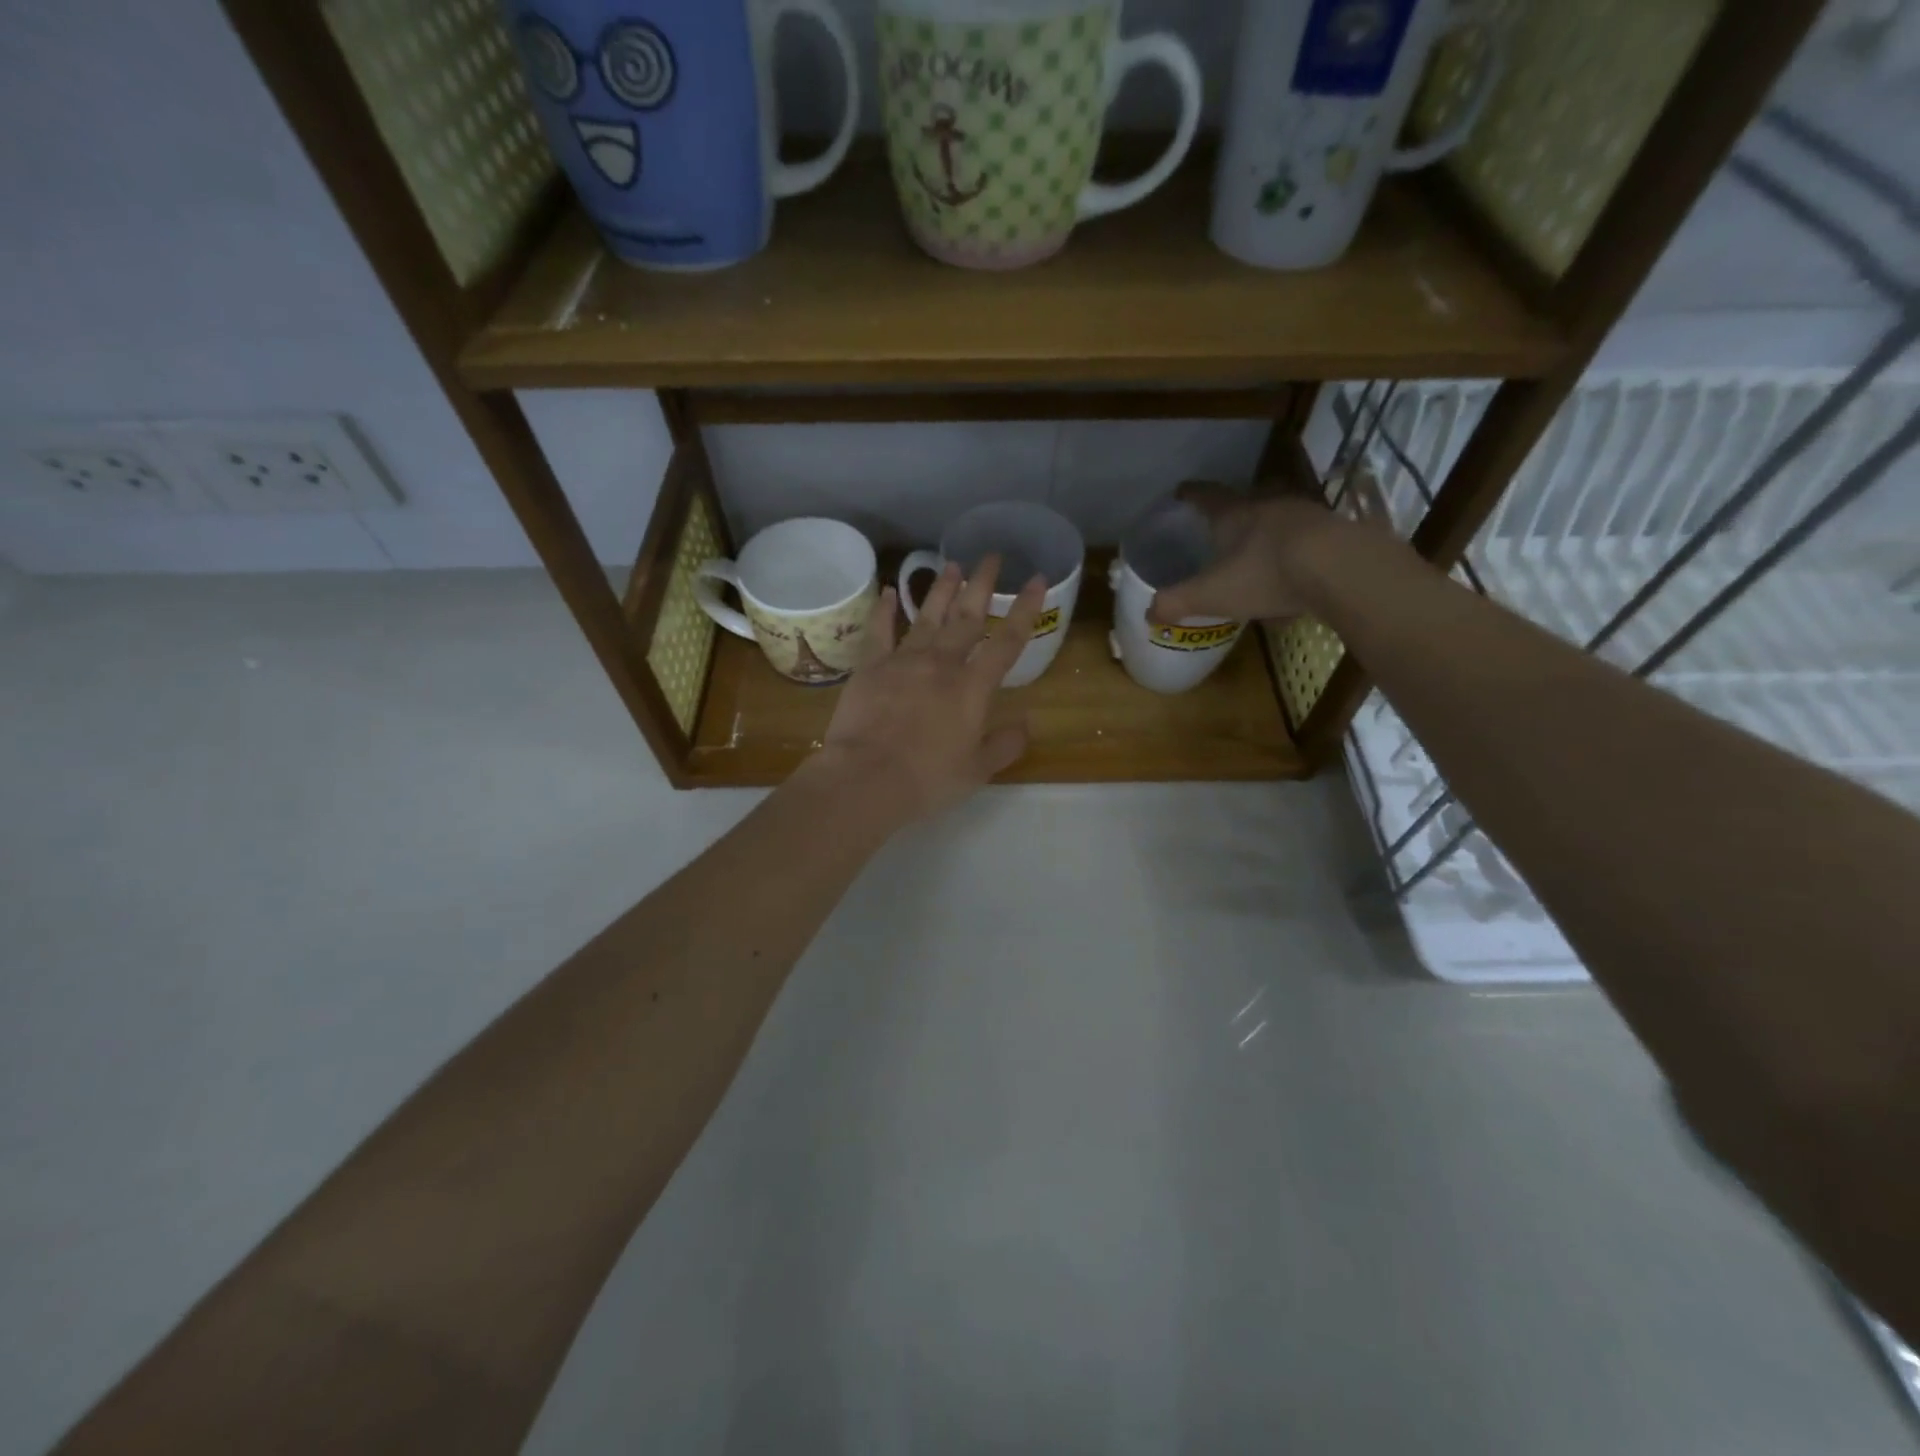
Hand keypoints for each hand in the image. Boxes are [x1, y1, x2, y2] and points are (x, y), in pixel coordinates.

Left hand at [806, 556, 1047, 822]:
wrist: (866, 779)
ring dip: (941, 590)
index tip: (1037, 579)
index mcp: (972, 688)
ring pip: (927, 617)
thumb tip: (1026, 725)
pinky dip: (885, 609)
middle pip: (966, 617)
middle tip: (992, 556)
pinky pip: (880, 631)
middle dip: (982, 585)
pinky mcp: (870, 667)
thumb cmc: (928, 779)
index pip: (1007, 641)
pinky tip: (891, 591)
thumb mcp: (977, 771)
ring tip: (952, 565)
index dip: (1025, 609)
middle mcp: (941, 664)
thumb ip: (1004, 745)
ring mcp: (903, 661)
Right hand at [1147, 482, 1352, 625]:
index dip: (1191, 494)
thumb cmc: (1265, 574)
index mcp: (1234, 514)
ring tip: (1258, 550)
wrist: (1339, 568)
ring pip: (1278, 517)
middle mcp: (1268, 505)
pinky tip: (1293, 573)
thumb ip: (1177, 602)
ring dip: (1267, 530)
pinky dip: (1294, 550)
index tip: (1180, 492)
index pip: (1206, 496)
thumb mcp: (1211, 594)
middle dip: (1233, 512)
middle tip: (1221, 526)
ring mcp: (1305, 515)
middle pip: (1246, 501)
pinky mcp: (1334, 532)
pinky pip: (1306, 538)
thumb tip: (1149, 613)